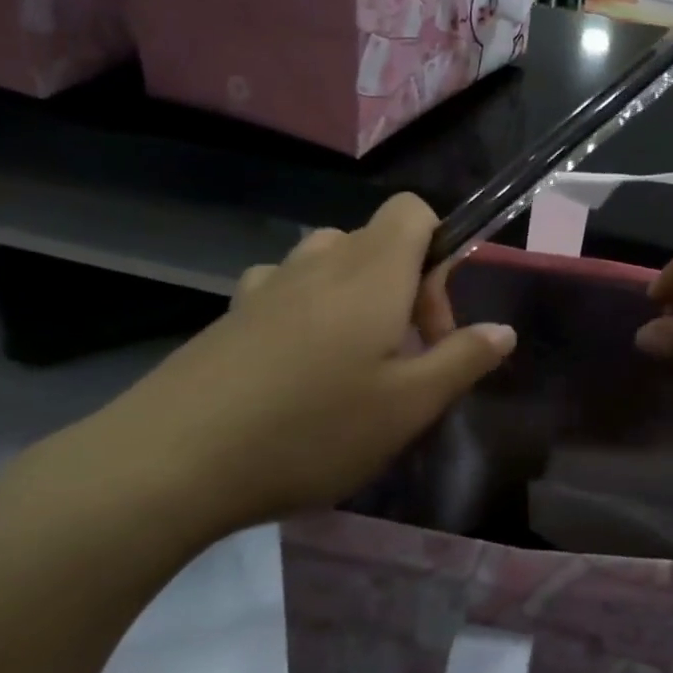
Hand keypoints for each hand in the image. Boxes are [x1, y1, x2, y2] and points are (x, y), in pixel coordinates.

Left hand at [84, 194, 514, 537]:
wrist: (169, 462)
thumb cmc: (310, 430)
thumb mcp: (407, 407)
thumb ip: (463, 360)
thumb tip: (503, 329)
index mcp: (372, 272)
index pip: (414, 211)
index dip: (440, 250)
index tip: (433, 321)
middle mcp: (320, 262)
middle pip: (378, 240)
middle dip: (405, 287)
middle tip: (402, 357)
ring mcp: (268, 285)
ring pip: (331, 262)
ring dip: (357, 295)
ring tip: (352, 360)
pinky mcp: (231, 313)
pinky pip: (286, 287)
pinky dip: (307, 308)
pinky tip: (295, 364)